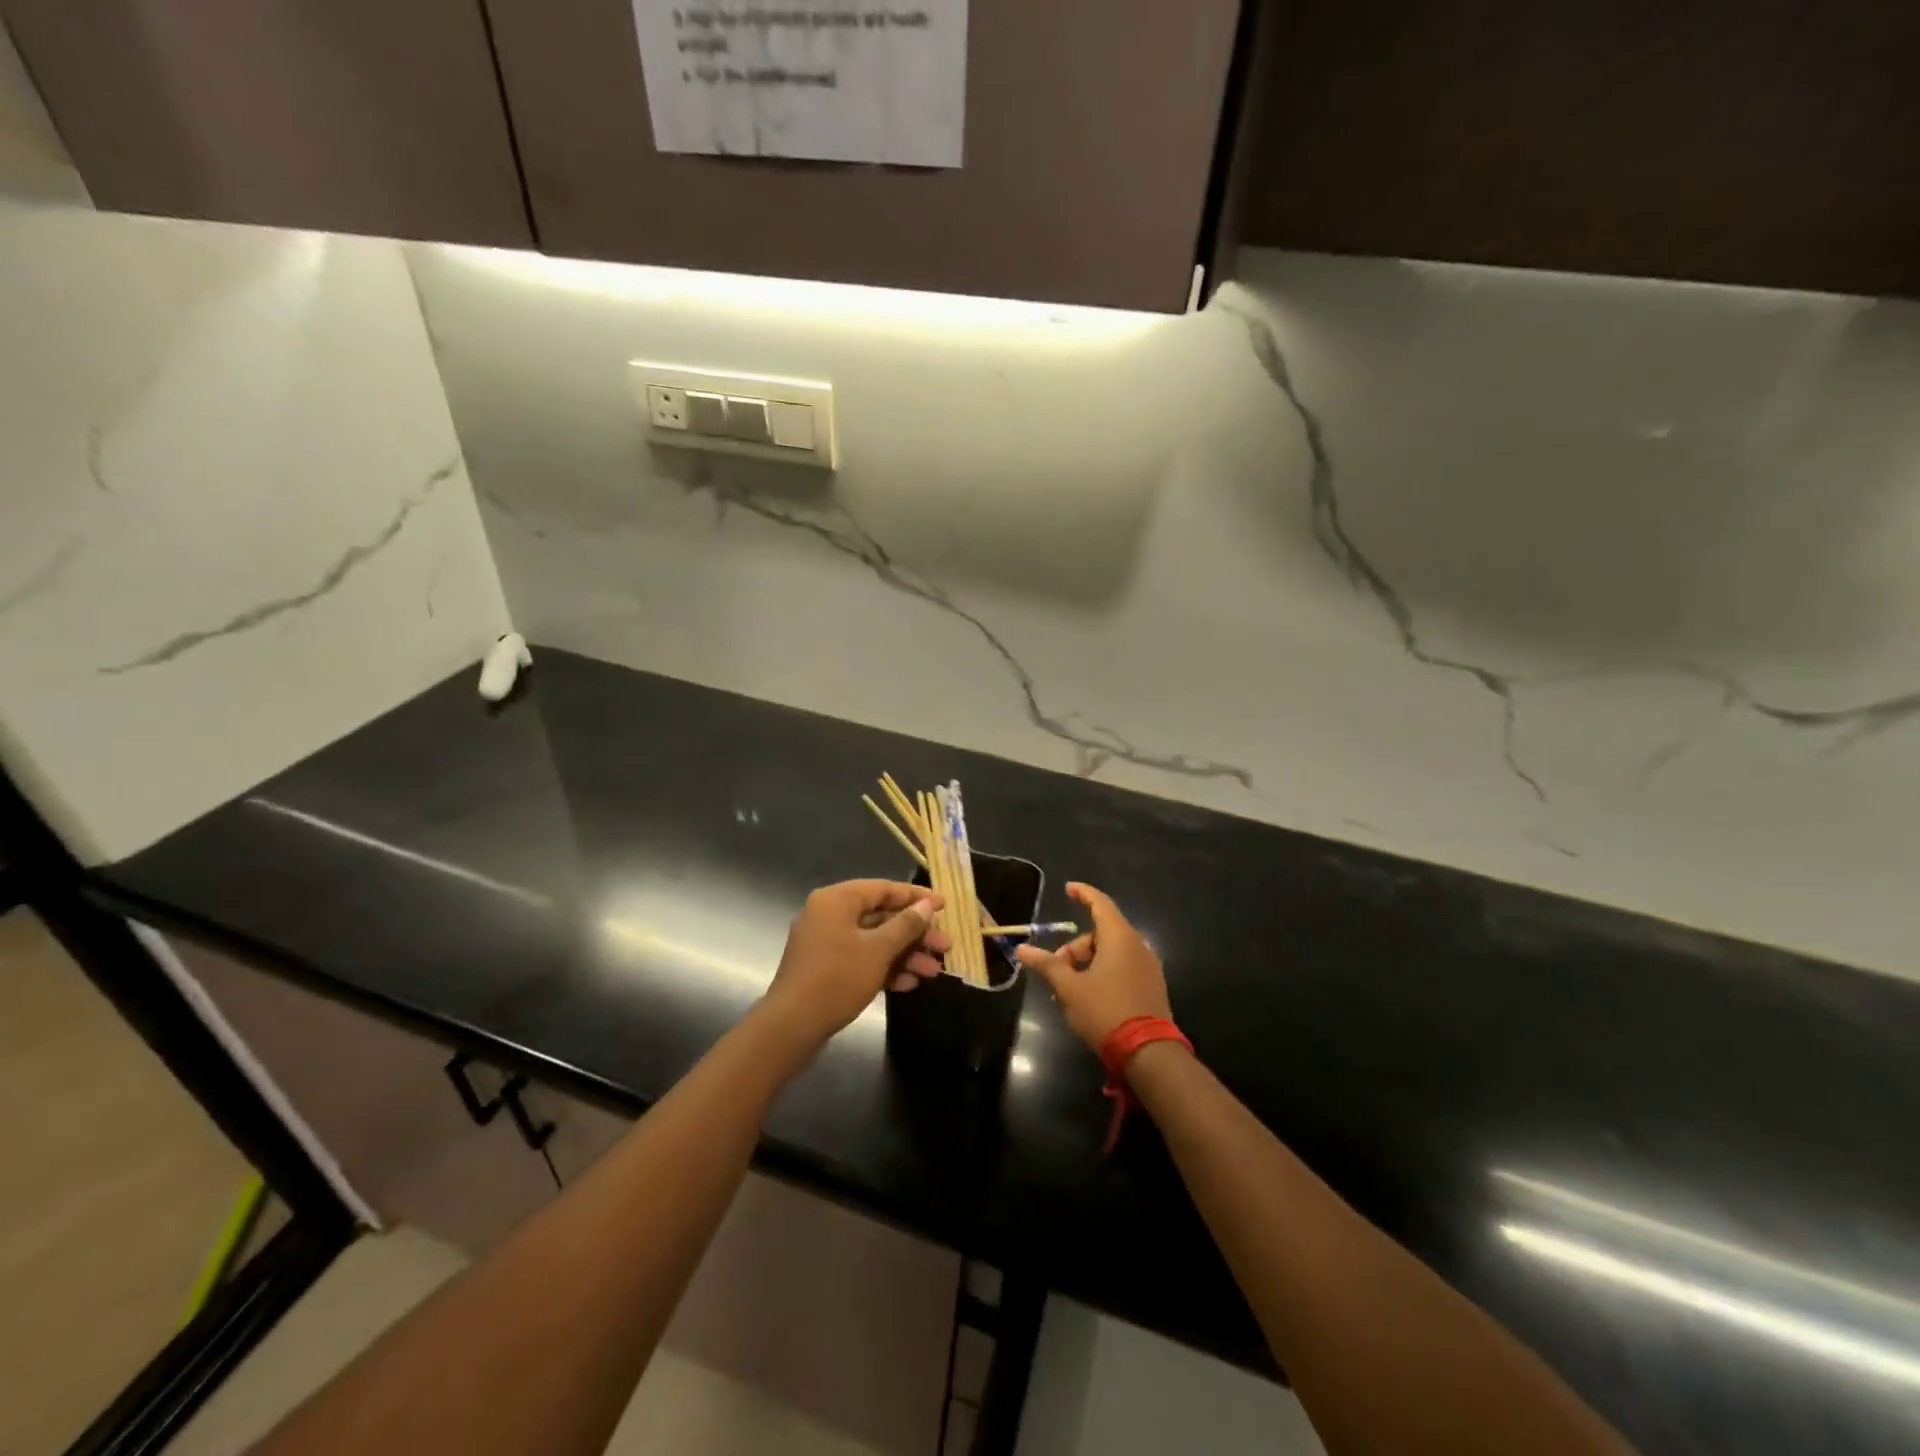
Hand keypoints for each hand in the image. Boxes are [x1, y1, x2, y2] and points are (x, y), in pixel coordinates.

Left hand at [761, 880, 949, 1045]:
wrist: (791, 1027)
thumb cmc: (836, 979)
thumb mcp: (878, 950)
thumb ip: (905, 925)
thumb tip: (927, 905)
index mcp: (837, 900)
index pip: (883, 888)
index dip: (917, 897)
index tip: (945, 906)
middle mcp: (829, 914)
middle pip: (881, 916)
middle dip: (915, 933)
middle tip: (945, 946)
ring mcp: (826, 942)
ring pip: (874, 940)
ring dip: (905, 954)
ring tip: (934, 971)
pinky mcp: (826, 968)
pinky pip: (861, 958)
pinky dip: (884, 967)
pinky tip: (909, 983)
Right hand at [1015, 883, 1170, 1051]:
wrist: (1148, 1053)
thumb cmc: (1105, 1011)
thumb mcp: (1069, 989)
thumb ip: (1047, 965)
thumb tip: (1022, 949)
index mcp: (1120, 938)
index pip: (1100, 904)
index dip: (1083, 893)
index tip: (1068, 889)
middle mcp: (1138, 946)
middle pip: (1102, 932)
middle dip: (1076, 946)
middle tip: (1057, 968)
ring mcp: (1149, 967)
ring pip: (1112, 951)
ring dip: (1089, 962)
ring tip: (1070, 987)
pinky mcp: (1153, 986)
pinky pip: (1124, 966)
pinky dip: (1104, 971)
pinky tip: (1090, 995)